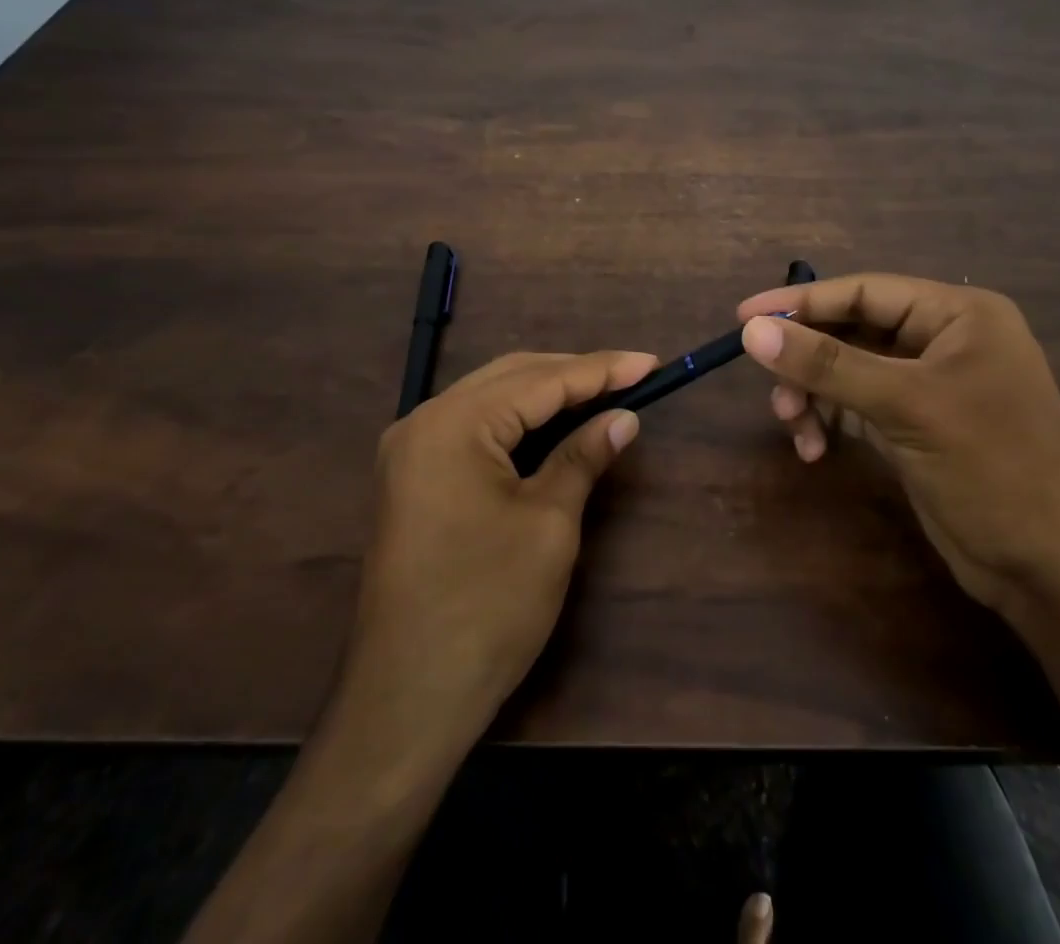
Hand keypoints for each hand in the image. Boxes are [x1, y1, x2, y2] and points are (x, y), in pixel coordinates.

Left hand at [340, 349, 654, 755]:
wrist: (408, 697)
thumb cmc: (486, 608)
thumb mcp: (548, 525)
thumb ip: (583, 457)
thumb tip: (624, 418)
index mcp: (453, 424)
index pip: (541, 380)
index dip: (602, 370)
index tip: (651, 362)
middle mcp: (423, 420)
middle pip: (511, 376)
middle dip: (574, 373)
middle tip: (632, 375)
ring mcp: (411, 449)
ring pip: (491, 397)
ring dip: (546, 392)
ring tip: (603, 392)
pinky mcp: (413, 476)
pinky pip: (474, 426)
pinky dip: (518, 419)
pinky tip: (553, 423)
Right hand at [736, 274, 1059, 612]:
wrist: (1051, 568)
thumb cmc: (992, 468)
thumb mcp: (906, 407)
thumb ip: (827, 364)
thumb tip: (753, 331)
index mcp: (957, 314)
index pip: (864, 292)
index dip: (802, 301)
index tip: (743, 316)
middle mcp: (943, 339)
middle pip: (851, 331)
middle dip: (807, 361)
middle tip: (772, 390)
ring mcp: (929, 383)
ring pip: (847, 370)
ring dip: (813, 395)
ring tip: (793, 427)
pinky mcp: (916, 423)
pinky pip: (856, 405)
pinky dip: (829, 421)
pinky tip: (814, 450)